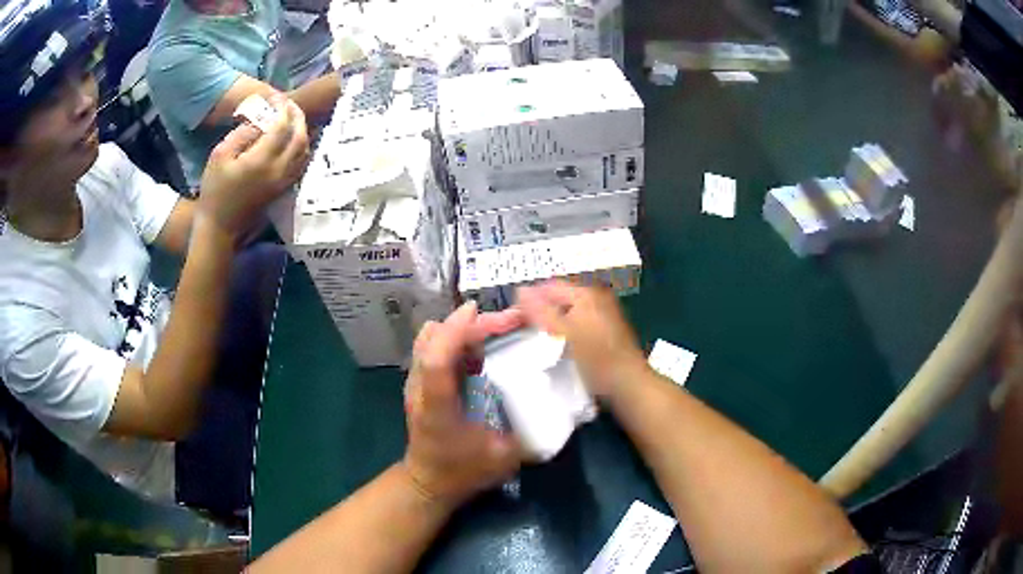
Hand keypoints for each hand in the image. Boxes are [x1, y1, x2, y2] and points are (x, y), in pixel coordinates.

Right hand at [197, 95, 309, 238]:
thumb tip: (260, 121)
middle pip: (300, 137)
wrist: (220, 228)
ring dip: (302, 131)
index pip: (282, 127)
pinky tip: (292, 140)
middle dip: (297, 116)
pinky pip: (301, 164)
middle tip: (288, 105)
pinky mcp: (283, 190)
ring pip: (305, 151)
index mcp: (262, 161)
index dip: (283, 108)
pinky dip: (301, 147)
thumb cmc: (214, 191)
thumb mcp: (219, 156)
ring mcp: (284, 182)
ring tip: (291, 119)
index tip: (277, 98)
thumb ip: (241, 134)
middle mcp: (279, 171)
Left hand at [402, 301, 525, 505]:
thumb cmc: (464, 472)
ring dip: (464, 327)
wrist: (428, 482)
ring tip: (498, 329)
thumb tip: (558, 406)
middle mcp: (419, 389)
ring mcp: (415, 384)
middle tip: (512, 321)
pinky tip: (483, 346)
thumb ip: (529, 433)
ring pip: (430, 338)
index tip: (479, 311)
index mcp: (437, 409)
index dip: (454, 333)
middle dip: (472, 323)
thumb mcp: (503, 459)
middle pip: (434, 340)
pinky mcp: (419, 383)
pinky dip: (457, 337)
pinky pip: (434, 346)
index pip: (436, 362)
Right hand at [516, 281, 649, 398]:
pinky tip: (557, 348)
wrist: (628, 384)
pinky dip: (565, 332)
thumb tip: (519, 290)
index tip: (513, 320)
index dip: (529, 300)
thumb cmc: (596, 358)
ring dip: (552, 324)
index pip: (548, 287)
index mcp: (586, 293)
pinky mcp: (604, 330)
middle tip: (523, 331)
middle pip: (558, 299)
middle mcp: (596, 297)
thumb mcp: (565, 334)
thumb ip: (540, 311)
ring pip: (566, 312)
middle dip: (540, 312)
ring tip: (537, 341)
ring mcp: (602, 313)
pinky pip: (576, 324)